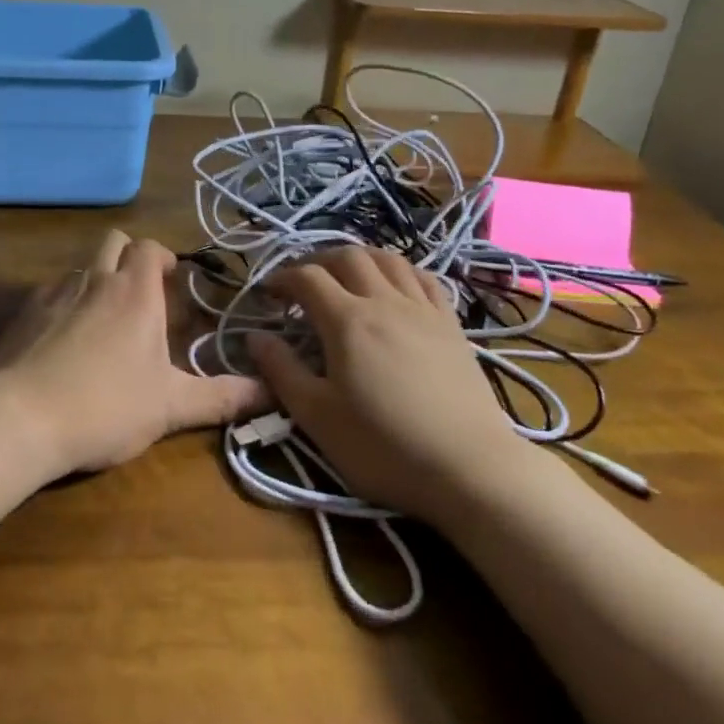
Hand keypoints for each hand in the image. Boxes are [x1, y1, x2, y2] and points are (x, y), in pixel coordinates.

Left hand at [0, 230, 267, 476]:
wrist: (20, 419)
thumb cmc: (106, 406)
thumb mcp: (171, 407)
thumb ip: (221, 397)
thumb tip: (271, 392)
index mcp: (135, 293)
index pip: (150, 248)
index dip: (163, 257)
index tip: (173, 280)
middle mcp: (94, 280)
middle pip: (113, 240)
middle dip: (130, 256)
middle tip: (142, 293)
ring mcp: (54, 293)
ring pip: (81, 267)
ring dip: (97, 280)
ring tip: (104, 320)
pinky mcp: (23, 314)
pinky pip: (50, 293)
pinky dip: (63, 304)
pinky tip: (63, 341)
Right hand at [247, 247, 546, 525]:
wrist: (468, 467)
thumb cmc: (383, 446)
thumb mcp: (317, 417)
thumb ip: (281, 371)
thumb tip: (254, 336)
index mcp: (347, 320)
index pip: (307, 277)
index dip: (282, 278)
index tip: (267, 294)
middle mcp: (384, 301)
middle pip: (348, 256)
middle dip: (318, 260)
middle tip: (303, 283)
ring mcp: (422, 308)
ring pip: (388, 259)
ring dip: (359, 257)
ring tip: (346, 275)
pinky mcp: (451, 324)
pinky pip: (424, 278)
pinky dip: (401, 270)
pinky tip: (395, 286)